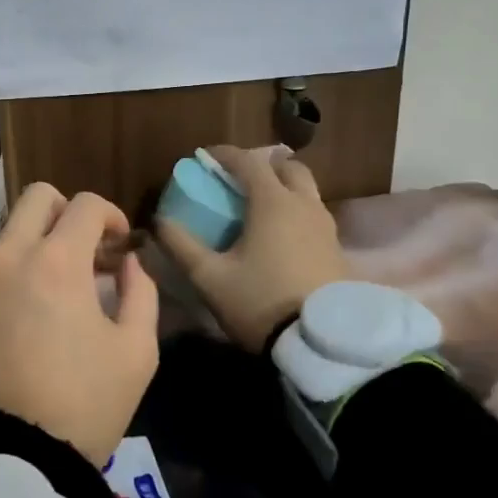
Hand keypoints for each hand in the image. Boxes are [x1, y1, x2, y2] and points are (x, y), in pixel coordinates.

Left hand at [0, 183, 158, 464]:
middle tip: (80, 250)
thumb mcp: (136, 352)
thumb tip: (127, 263)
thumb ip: (141, 293)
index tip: (118, 244)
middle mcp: (8, 255)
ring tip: (42, 290)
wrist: (12, 459)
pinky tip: (9, 314)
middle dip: (66, 212)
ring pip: (4, 233)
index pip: (86, 206)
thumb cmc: (84, 405)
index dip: (111, 216)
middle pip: (37, 197)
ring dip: (30, 248)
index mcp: (59, 262)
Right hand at [157, 146, 349, 351]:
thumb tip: (158, 222)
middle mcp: (304, 205)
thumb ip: (181, 246)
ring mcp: (327, 227)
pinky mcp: (339, 250)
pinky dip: (296, 213)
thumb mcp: (209, 277)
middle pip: (287, 168)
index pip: (247, 161)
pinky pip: (314, 216)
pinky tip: (281, 238)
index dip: (223, 154)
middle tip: (238, 181)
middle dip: (262, 166)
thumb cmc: (261, 301)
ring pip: (306, 191)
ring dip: (283, 189)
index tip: (204, 158)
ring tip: (259, 209)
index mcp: (272, 202)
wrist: (323, 343)